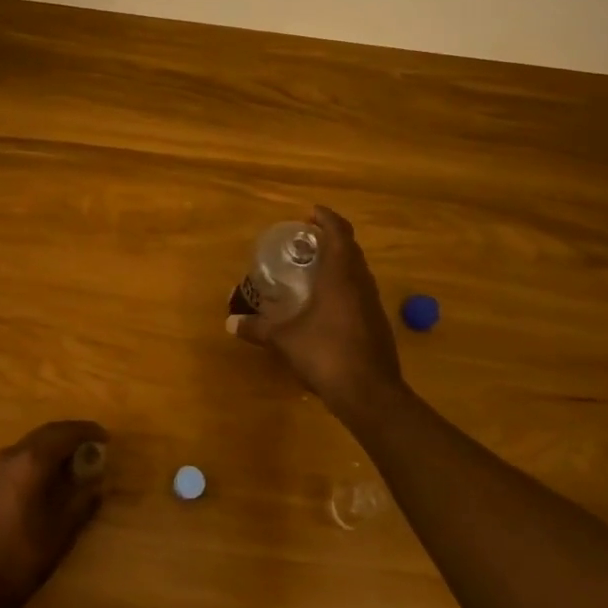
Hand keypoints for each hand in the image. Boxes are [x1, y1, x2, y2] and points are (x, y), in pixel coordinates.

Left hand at [0, 420, 108, 607]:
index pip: (64, 433)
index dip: (87, 432)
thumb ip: (83, 500)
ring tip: (72, 462)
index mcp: (31, 461)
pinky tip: (45, 479)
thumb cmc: (22, 558)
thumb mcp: (62, 531)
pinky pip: (16, 460)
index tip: (105, 438)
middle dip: (70, 435)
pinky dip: (36, 460)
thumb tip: (97, 481)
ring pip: (29, 445)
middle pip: (45, 434)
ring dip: (52, 447)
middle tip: (91, 445)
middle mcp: (10, 456)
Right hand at [233, 206, 404, 413]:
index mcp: (341, 276)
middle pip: (351, 249)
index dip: (326, 218)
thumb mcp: (284, 340)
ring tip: (313, 269)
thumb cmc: (326, 354)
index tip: (310, 213)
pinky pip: (360, 292)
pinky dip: (344, 286)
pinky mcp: (377, 324)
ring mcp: (373, 305)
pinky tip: (326, 303)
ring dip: (339, 263)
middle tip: (306, 240)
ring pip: (358, 271)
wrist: (370, 394)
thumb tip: (230, 322)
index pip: (339, 233)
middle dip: (331, 239)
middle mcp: (361, 284)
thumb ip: (258, 328)